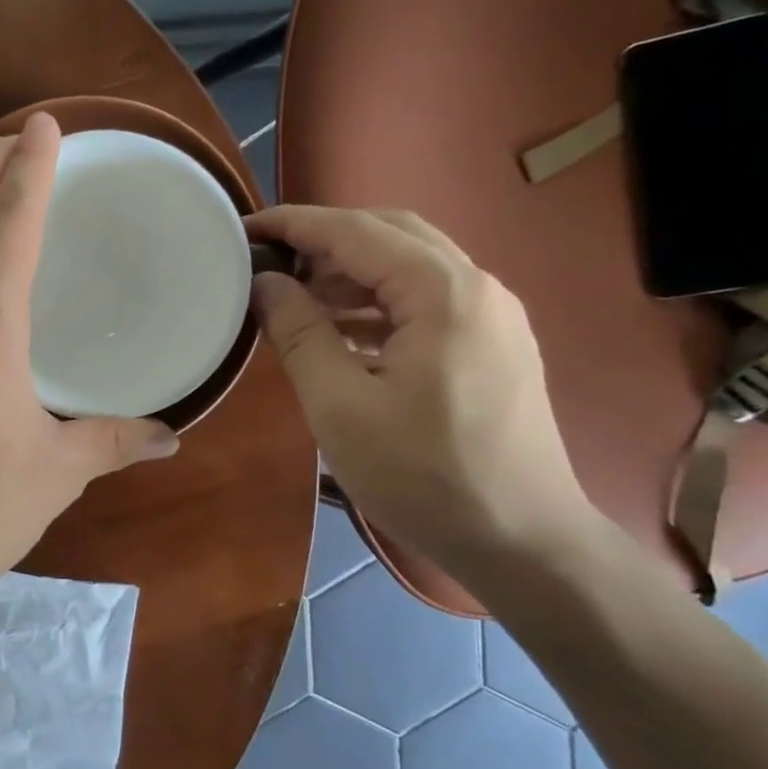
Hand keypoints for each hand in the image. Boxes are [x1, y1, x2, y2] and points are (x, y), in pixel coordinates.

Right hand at [246, 205, 597, 572]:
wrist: (524, 544)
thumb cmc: (424, 475)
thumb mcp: (340, 405)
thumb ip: (298, 333)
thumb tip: (265, 282)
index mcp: (444, 294)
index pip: (357, 232)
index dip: (295, 225)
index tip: (243, 229)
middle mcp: (476, 288)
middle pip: (391, 234)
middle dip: (324, 239)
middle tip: (269, 260)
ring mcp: (490, 317)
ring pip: (408, 266)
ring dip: (348, 271)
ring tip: (293, 295)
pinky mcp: (489, 346)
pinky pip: (422, 301)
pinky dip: (373, 302)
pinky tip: (336, 331)